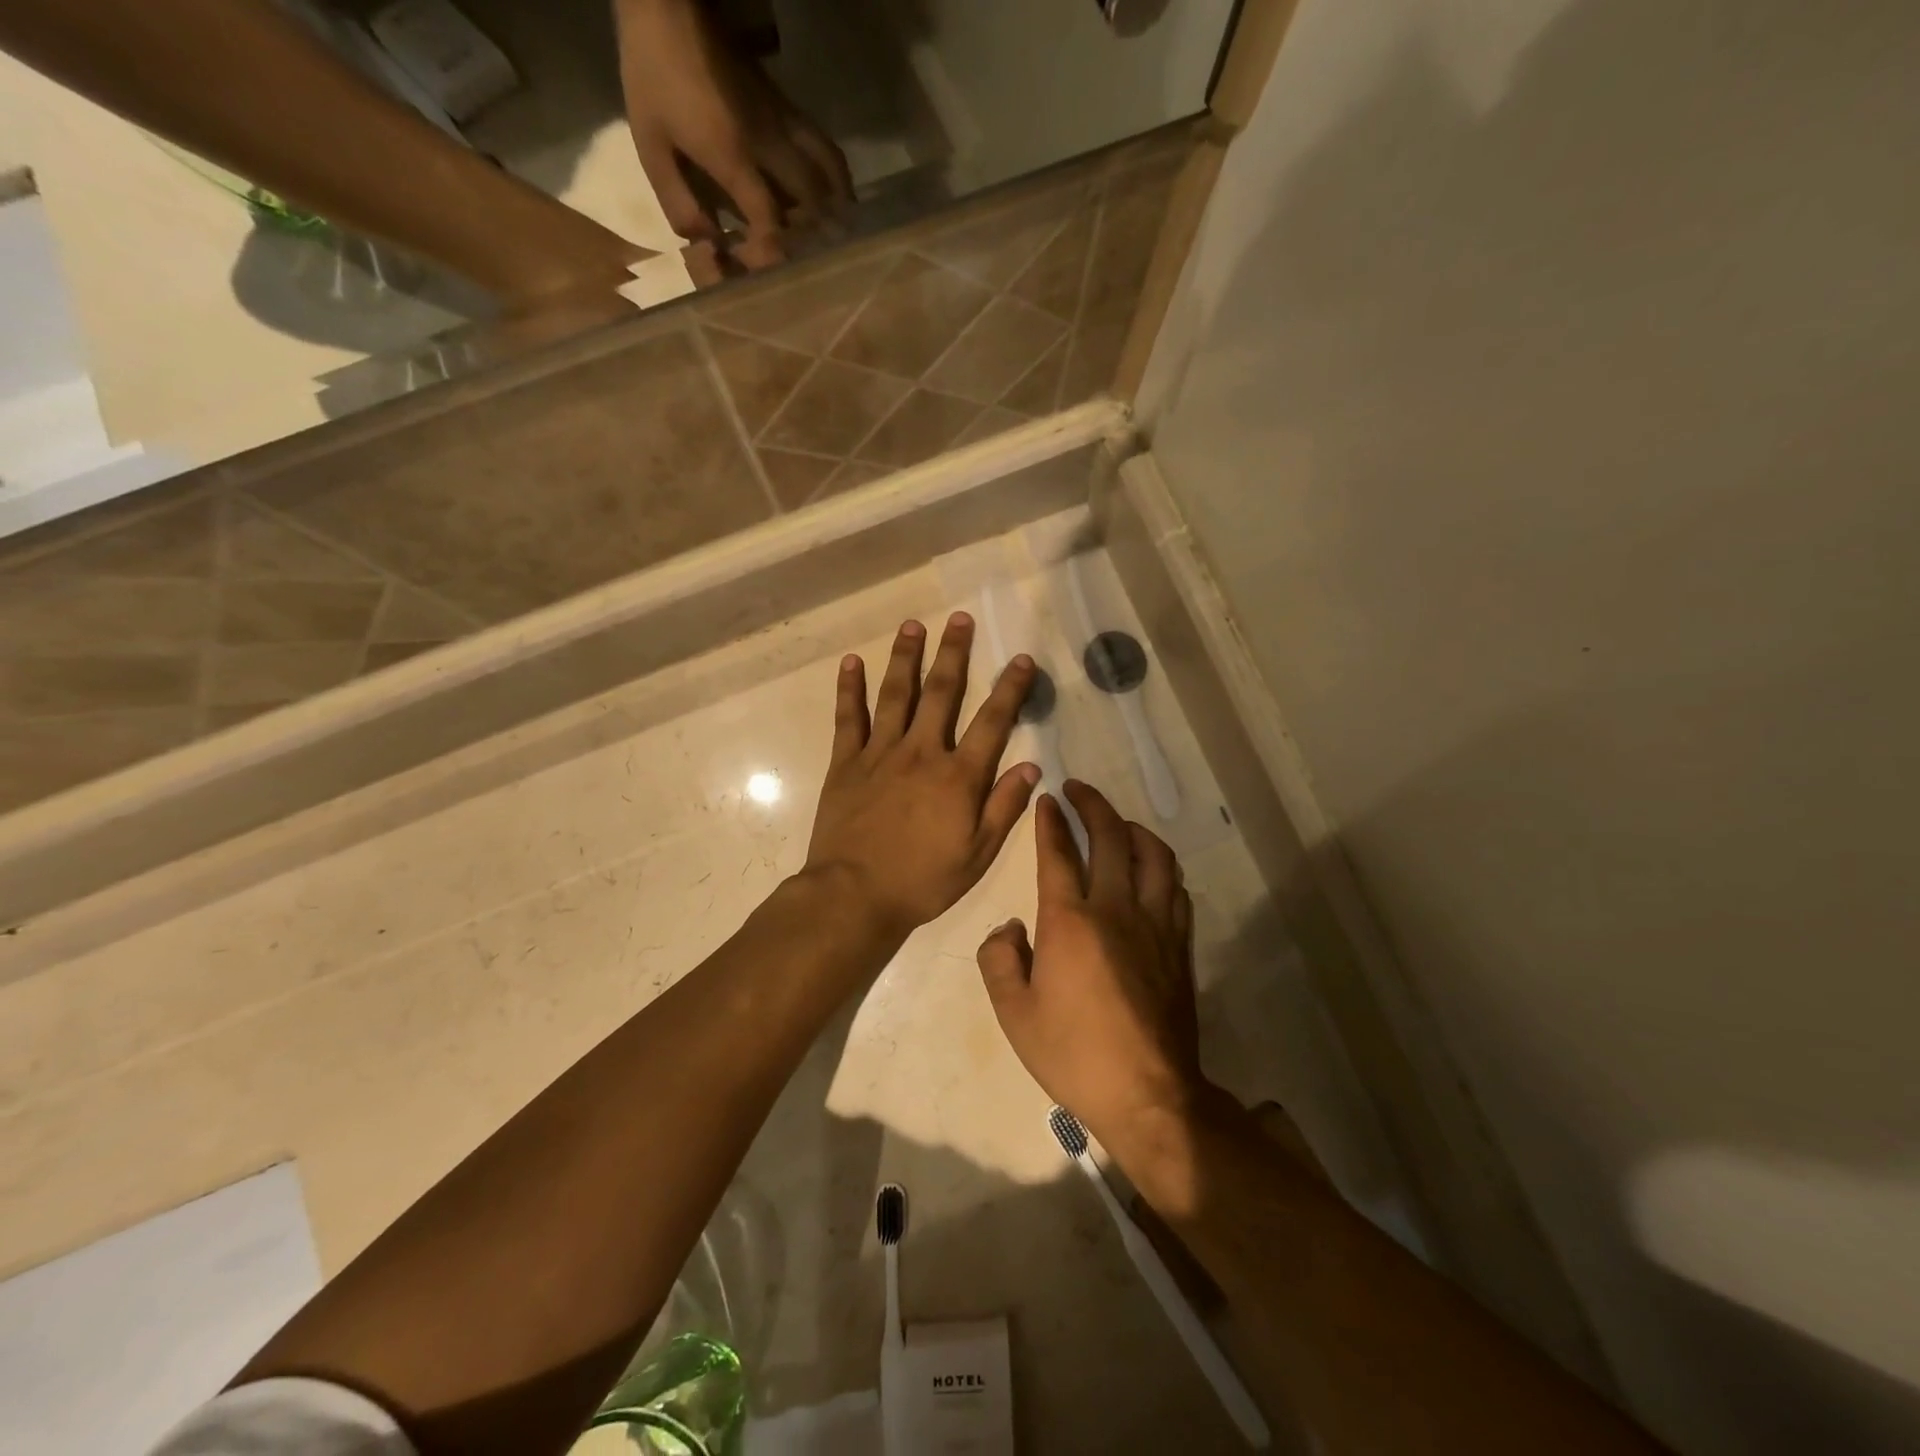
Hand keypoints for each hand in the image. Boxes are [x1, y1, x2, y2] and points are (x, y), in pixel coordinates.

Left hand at [615, 0, 852, 268]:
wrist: (670, 8)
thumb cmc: (655, 76)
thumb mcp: (650, 144)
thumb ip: (677, 200)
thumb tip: (706, 242)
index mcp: (733, 156)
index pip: (770, 221)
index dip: (771, 254)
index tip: (761, 269)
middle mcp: (770, 145)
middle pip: (812, 204)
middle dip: (811, 239)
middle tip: (802, 260)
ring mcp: (785, 125)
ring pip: (830, 174)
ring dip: (836, 210)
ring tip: (835, 235)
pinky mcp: (790, 110)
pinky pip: (826, 151)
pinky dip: (837, 180)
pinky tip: (835, 198)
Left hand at [805, 615, 1039, 939]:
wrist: (854, 896)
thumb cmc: (922, 881)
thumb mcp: (977, 855)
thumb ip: (1004, 807)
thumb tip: (1032, 766)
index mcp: (958, 776)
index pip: (992, 722)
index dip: (1010, 688)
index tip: (1022, 659)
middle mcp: (921, 752)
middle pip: (942, 693)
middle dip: (954, 653)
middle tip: (960, 619)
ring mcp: (880, 753)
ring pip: (896, 694)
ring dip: (906, 657)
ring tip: (912, 625)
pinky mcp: (845, 763)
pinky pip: (848, 718)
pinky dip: (849, 689)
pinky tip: (852, 662)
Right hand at [977, 780, 1209, 1146]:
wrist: (1148, 1094)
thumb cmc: (1073, 1054)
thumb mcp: (1013, 1014)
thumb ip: (999, 960)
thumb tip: (1010, 928)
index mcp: (1070, 921)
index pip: (1058, 853)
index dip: (1050, 821)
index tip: (1047, 800)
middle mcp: (1115, 908)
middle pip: (1110, 837)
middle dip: (1092, 804)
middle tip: (1079, 789)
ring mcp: (1155, 924)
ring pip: (1153, 854)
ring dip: (1133, 828)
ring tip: (1118, 823)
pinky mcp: (1179, 944)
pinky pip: (1175, 888)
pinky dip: (1161, 866)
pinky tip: (1151, 871)